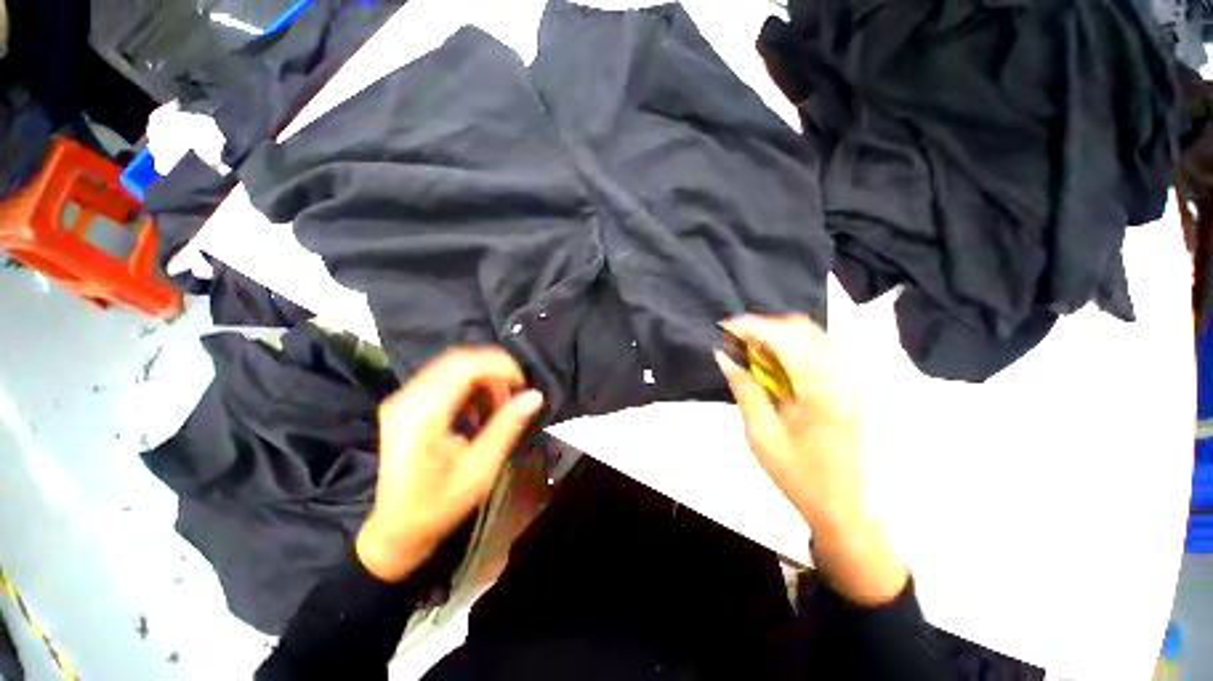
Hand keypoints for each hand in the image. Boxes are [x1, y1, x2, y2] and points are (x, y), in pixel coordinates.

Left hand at [356, 348, 544, 581]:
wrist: (396, 530)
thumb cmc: (439, 504)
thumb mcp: (481, 468)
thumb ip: (508, 426)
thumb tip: (535, 396)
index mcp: (422, 415)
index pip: (465, 365)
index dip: (500, 365)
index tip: (523, 384)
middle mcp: (406, 399)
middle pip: (458, 360)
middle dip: (494, 370)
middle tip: (515, 394)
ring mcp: (402, 399)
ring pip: (452, 366)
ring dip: (483, 378)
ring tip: (499, 405)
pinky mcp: (405, 404)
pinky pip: (443, 378)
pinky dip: (469, 385)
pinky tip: (479, 410)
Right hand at [715, 315, 861, 528]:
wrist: (846, 507)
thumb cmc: (800, 476)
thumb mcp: (761, 435)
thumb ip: (745, 389)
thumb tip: (724, 357)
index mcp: (821, 392)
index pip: (785, 340)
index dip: (752, 326)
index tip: (725, 327)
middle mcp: (843, 377)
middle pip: (803, 329)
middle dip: (764, 327)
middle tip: (735, 341)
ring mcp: (852, 380)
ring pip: (812, 336)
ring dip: (777, 335)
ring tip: (750, 351)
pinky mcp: (851, 385)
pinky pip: (819, 350)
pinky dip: (791, 347)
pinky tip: (773, 363)